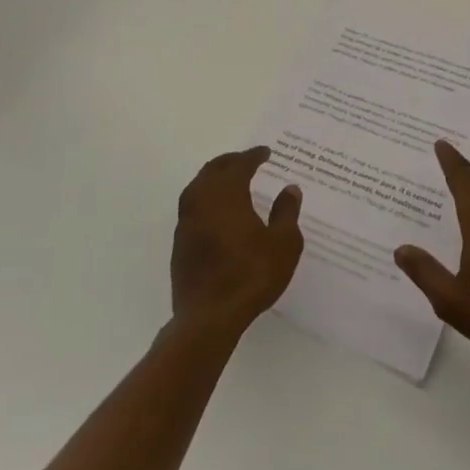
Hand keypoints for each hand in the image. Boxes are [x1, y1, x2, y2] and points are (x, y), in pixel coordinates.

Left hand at [171, 146, 303, 337]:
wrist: (209, 317)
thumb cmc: (251, 275)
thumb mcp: (283, 244)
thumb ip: (286, 213)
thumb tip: (289, 189)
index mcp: (227, 195)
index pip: (239, 165)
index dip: (253, 156)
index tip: (266, 152)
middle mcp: (202, 202)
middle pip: (212, 170)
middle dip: (230, 161)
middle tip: (246, 160)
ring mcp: (186, 223)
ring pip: (197, 188)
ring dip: (213, 178)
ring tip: (229, 181)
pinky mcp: (180, 244)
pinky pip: (192, 208)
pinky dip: (205, 200)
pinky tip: (216, 212)